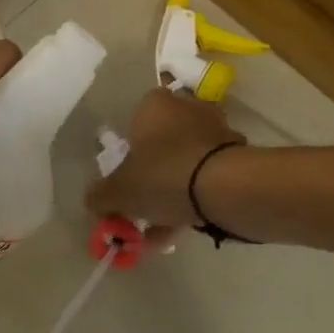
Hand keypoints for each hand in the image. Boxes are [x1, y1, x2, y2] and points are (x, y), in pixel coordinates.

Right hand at [85, 88, 246, 240]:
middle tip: (144, 207)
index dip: (128, 153)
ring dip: (175, 190)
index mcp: (155, 104)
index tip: (126, 181)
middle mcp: (188, 108)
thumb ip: (100, 196)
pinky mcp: (240, 154)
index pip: (135, 120)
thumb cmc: (163, 175)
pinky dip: (198, 197)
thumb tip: (93, 200)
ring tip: (164, 228)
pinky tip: (187, 225)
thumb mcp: (119, 192)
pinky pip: (210, 176)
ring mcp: (218, 130)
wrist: (227, 188)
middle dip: (153, 176)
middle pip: (163, 143)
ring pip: (187, 162)